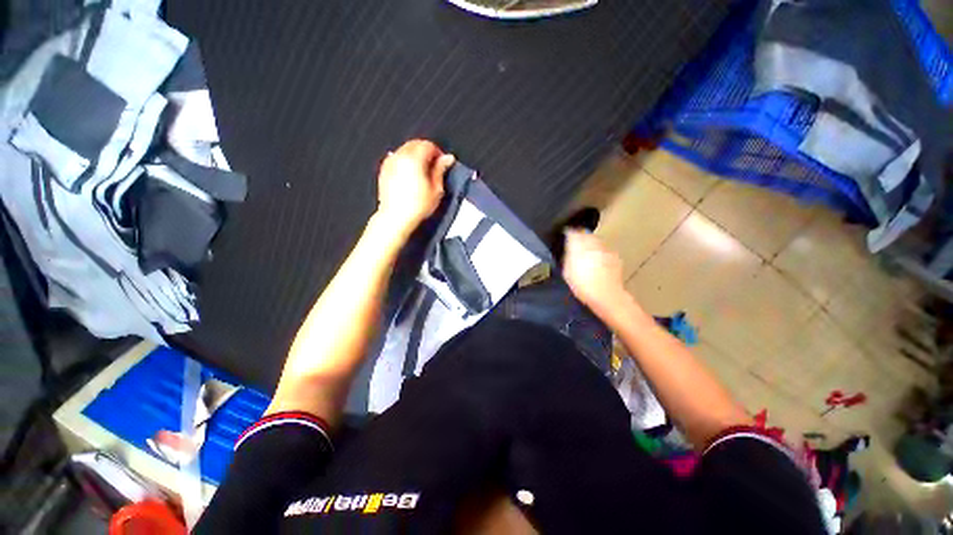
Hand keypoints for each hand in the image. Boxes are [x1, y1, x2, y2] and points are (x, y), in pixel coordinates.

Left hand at [376, 139, 454, 238]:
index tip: (442, 165)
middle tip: (434, 168)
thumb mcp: (436, 189)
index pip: (428, 145)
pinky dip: (405, 161)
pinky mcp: (384, 170)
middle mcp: (400, 155)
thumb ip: (441, 170)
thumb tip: (448, 157)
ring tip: (422, 172)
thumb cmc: (418, 205)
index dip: (438, 153)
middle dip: (426, 152)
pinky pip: (396, 158)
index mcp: (414, 158)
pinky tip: (410, 175)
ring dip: (415, 156)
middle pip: (415, 144)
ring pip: (405, 150)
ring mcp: (390, 162)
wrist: (395, 217)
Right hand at [562, 230, 627, 313]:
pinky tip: (598, 261)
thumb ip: (568, 256)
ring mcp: (605, 250)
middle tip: (575, 244)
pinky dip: (600, 252)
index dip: (568, 233)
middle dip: (581, 237)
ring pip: (596, 241)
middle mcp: (593, 244)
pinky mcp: (615, 257)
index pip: (572, 232)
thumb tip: (568, 248)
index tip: (565, 235)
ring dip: (591, 243)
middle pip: (586, 234)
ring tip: (587, 253)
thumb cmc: (582, 285)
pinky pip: (604, 250)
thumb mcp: (567, 272)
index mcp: (579, 246)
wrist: (606, 295)